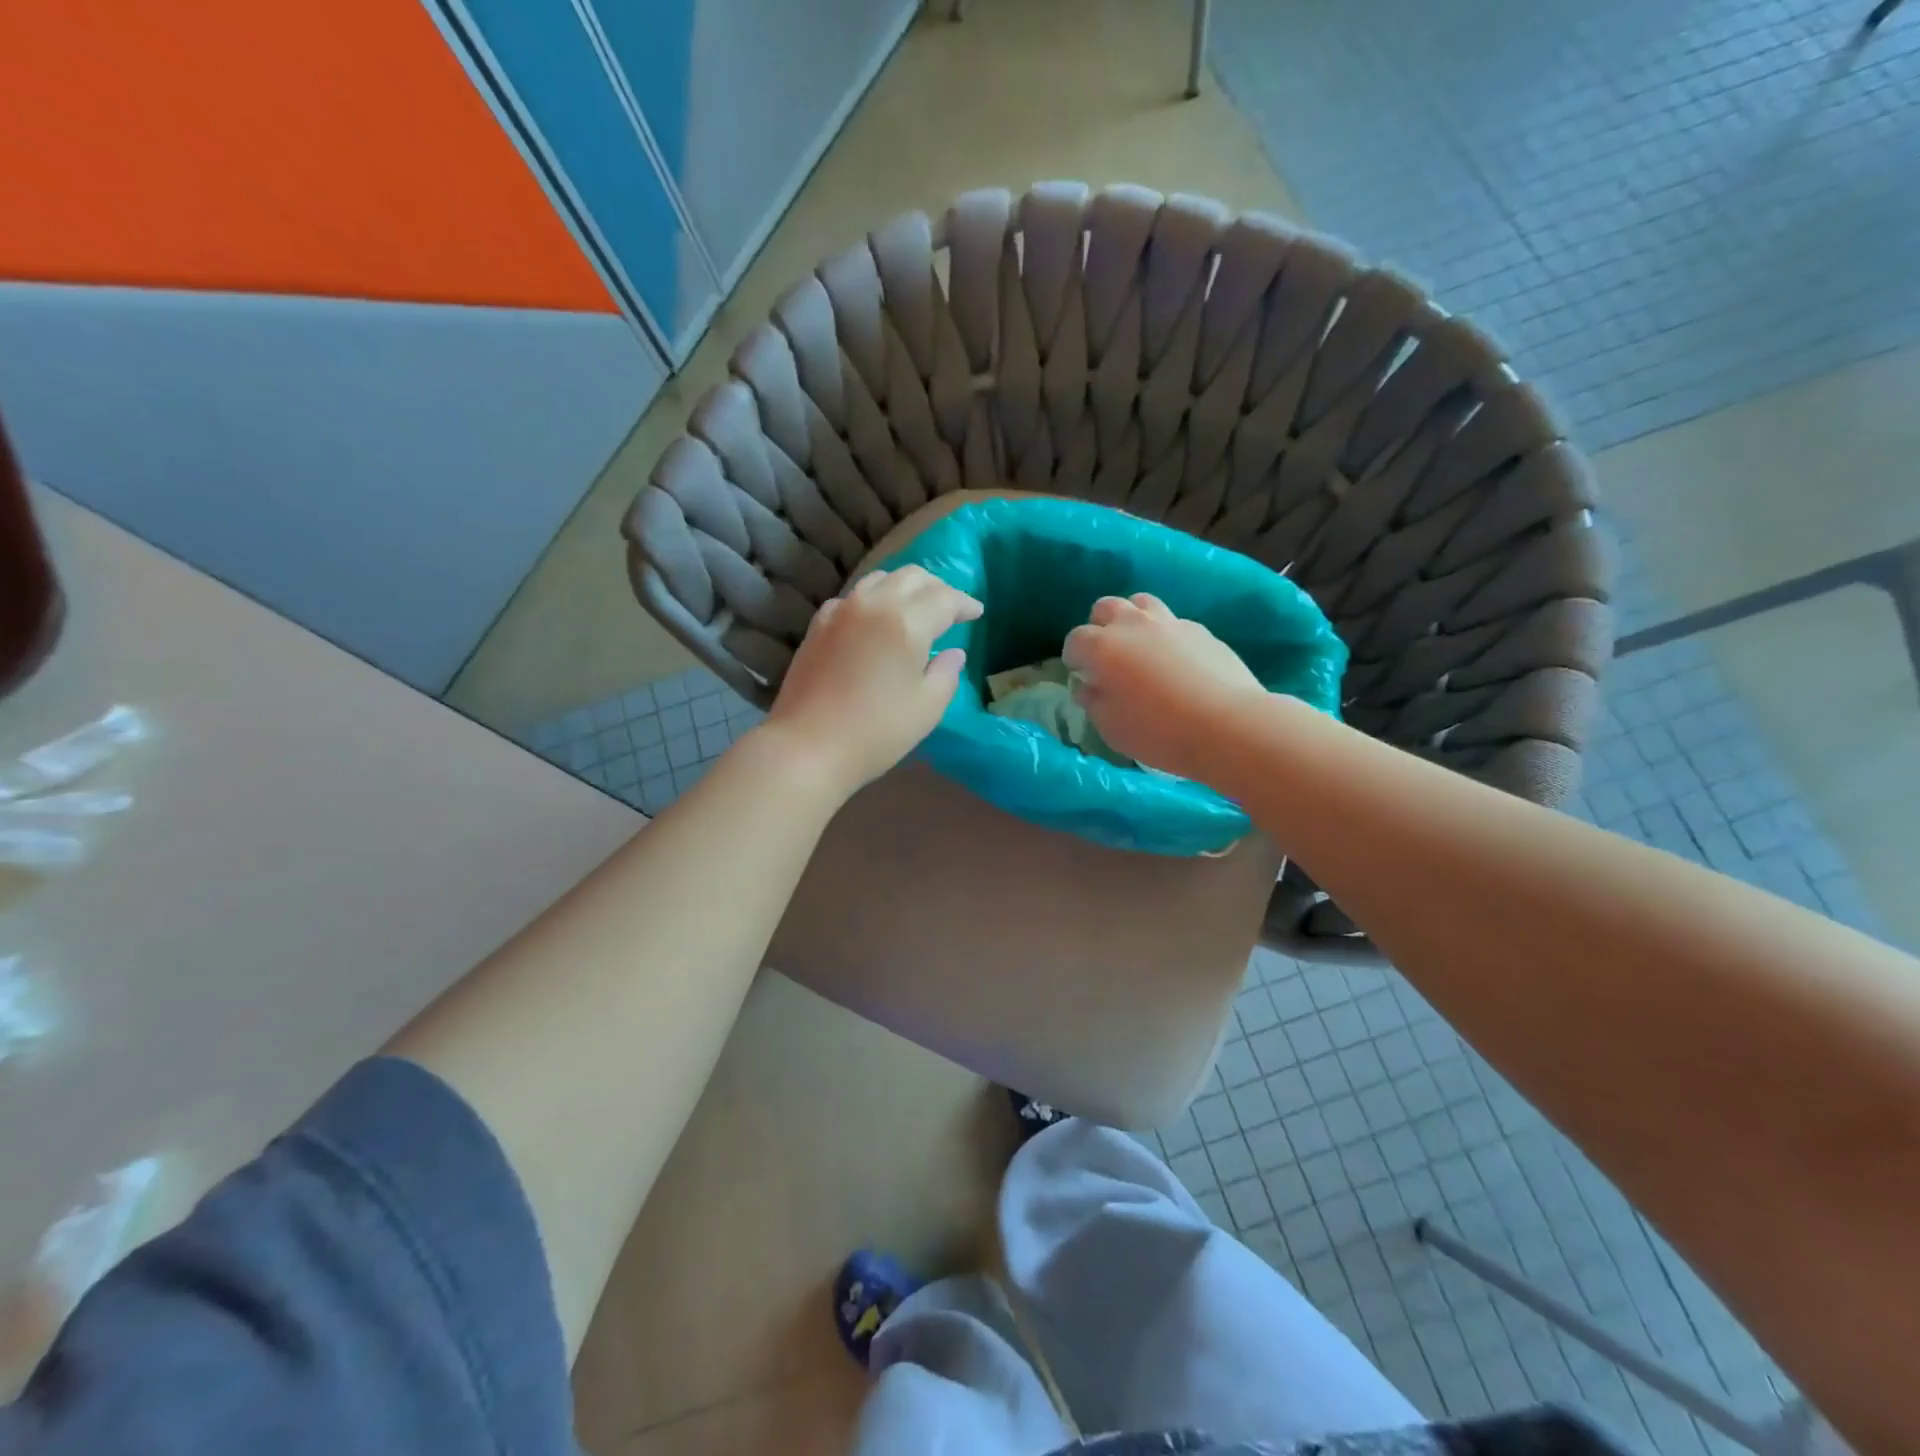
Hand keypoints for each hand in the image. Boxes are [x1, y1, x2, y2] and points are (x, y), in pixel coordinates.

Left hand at [762, 566, 982, 798]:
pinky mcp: (818, 624)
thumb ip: (946, 673)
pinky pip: (854, 597)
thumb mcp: (927, 708)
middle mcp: (873, 604)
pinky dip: (874, 600)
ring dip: (905, 587)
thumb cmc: (877, 732)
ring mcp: (841, 610)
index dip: (965, 603)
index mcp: (906, 622)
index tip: (976, 613)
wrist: (807, 746)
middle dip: (937, 588)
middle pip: (912, 577)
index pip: (945, 598)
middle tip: (950, 609)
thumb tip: (953, 653)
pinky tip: (876, 622)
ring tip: (916, 609)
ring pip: (880, 579)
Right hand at [1063, 593, 1265, 778]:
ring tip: (1140, 649)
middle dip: (1100, 628)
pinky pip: (1173, 623)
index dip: (1074, 659)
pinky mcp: (1201, 630)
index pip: (1074, 640)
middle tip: (1108, 658)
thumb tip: (1088, 685)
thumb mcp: (1110, 727)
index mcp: (1102, 647)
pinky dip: (1166, 636)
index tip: (1082, 678)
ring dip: (1133, 620)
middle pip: (1105, 608)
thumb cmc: (1158, 732)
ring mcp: (1170, 623)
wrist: (1227, 725)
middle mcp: (1133, 625)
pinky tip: (1176, 662)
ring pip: (1141, 603)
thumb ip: (1092, 701)